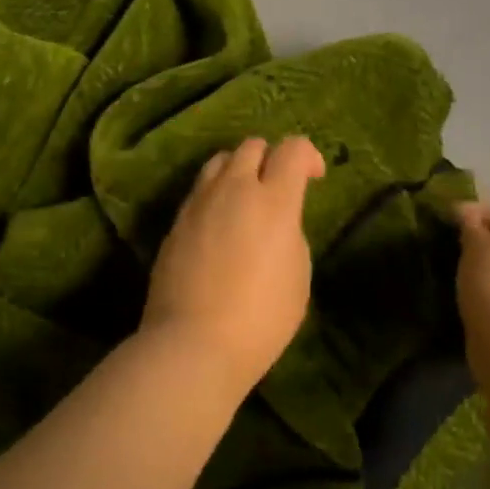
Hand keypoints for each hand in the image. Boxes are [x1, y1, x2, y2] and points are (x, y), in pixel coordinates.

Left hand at [140, 137, 326, 400]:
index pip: (292, 149)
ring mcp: (199, 203)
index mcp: (274, 200)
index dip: (308, 156)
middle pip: (251, 146)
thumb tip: (276, 222)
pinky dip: (215, 195)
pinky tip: (219, 226)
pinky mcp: (176, 222)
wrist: (194, 343)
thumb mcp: (298, 275)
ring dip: (238, 170)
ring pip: (220, 161)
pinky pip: (199, 191)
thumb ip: (290, 233)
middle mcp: (234, 189)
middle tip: (278, 187)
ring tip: (245, 200)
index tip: (314, 178)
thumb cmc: (261, 318)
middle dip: (271, 158)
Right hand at [455, 203, 489, 342]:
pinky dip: (488, 294)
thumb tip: (466, 214)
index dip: (479, 210)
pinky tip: (470, 298)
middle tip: (453, 245)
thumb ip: (471, 226)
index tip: (450, 218)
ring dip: (485, 270)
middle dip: (483, 242)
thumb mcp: (477, 246)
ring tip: (457, 273)